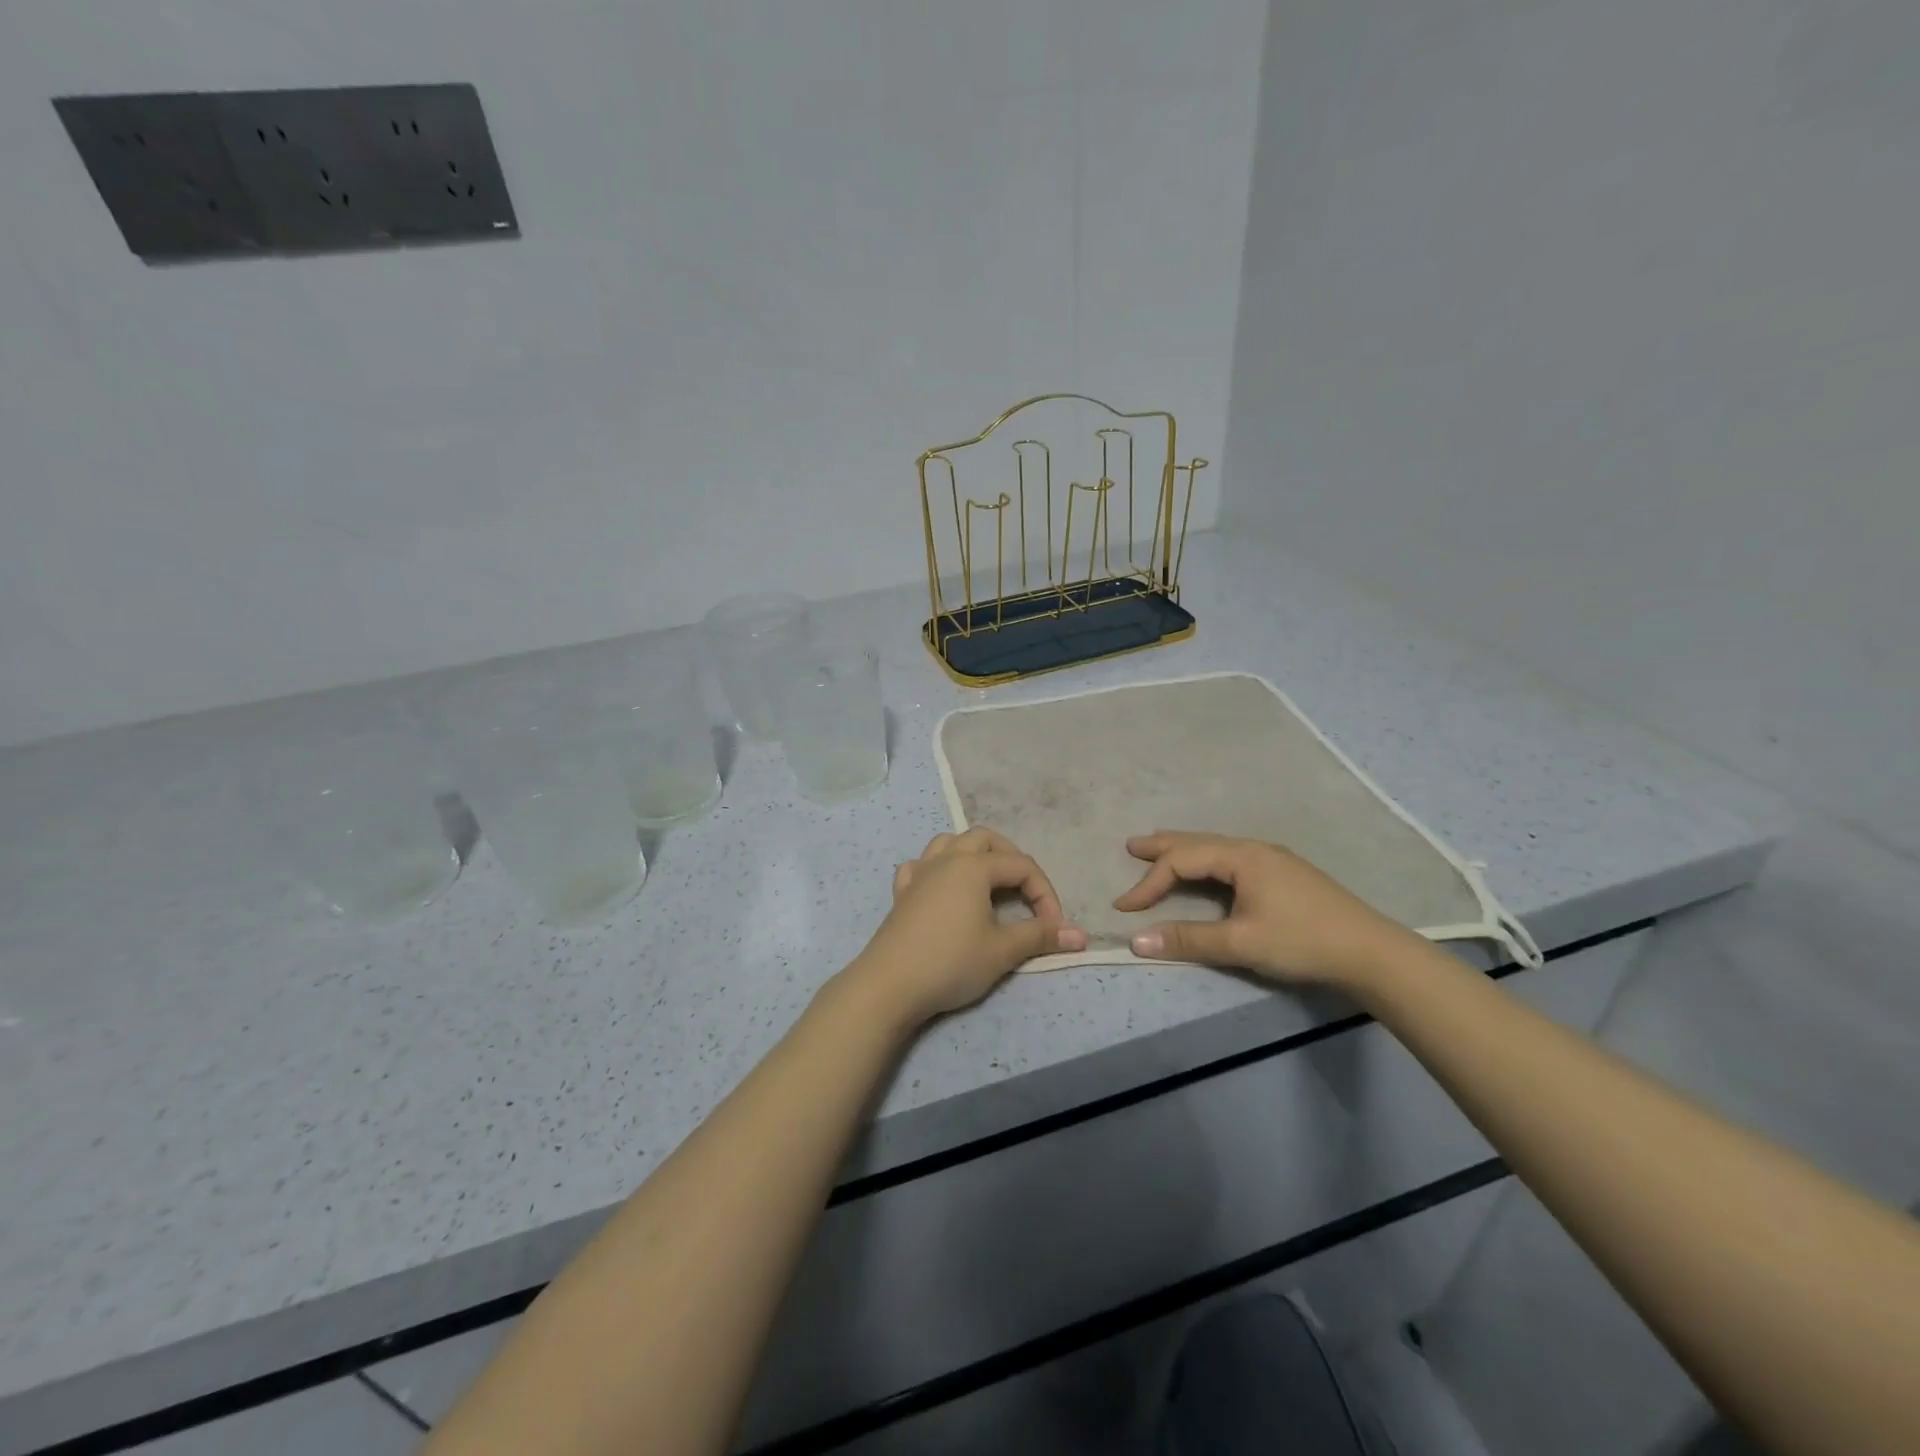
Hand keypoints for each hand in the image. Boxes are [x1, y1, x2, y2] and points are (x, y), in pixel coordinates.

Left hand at [846, 829, 1087, 1026]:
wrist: (889, 985)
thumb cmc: (951, 962)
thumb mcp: (1002, 950)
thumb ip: (1041, 936)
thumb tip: (1081, 936)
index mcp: (973, 866)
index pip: (1021, 866)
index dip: (1045, 893)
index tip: (1053, 928)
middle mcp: (946, 859)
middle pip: (985, 839)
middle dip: (1011, 859)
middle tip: (1025, 891)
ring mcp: (919, 873)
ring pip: (950, 843)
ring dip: (974, 855)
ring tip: (988, 881)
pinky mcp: (901, 893)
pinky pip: (921, 865)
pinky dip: (937, 869)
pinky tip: (942, 889)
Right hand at [1114, 831, 1420, 987]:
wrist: (1371, 952)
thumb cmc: (1302, 941)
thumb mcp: (1241, 943)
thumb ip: (1188, 940)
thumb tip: (1136, 940)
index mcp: (1241, 857)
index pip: (1182, 862)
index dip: (1149, 883)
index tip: (1124, 907)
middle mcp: (1254, 849)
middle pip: (1198, 842)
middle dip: (1163, 846)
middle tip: (1132, 846)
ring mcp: (1273, 860)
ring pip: (1216, 848)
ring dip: (1185, 851)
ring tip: (1161, 851)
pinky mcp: (1285, 875)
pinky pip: (1231, 858)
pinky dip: (1206, 860)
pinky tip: (1208, 870)